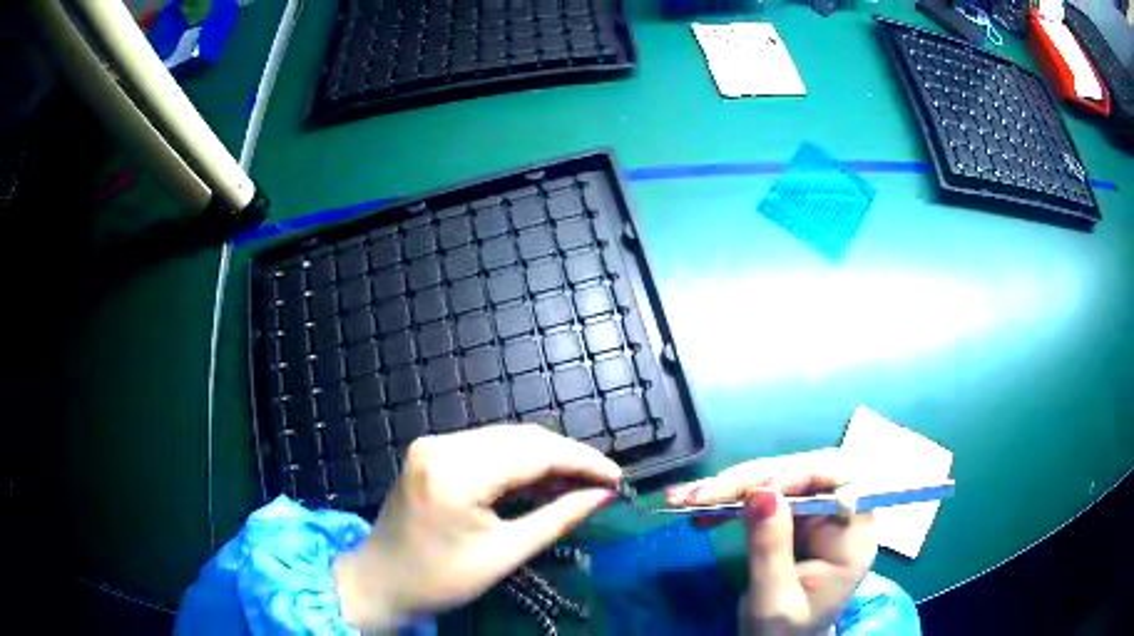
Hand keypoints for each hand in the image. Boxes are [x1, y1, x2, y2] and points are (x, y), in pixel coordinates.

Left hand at [334, 424, 621, 629]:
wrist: (381, 581)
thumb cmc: (440, 579)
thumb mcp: (504, 555)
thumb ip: (557, 519)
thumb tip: (602, 495)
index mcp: (455, 472)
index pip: (534, 452)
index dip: (582, 461)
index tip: (617, 478)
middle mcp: (442, 445)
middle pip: (521, 438)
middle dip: (567, 458)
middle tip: (601, 483)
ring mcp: (433, 444)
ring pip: (506, 439)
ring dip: (545, 459)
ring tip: (577, 485)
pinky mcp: (432, 451)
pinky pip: (487, 448)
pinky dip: (518, 463)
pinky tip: (540, 483)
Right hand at [666, 449, 875, 634]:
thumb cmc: (784, 632)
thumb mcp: (774, 600)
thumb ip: (771, 549)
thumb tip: (761, 491)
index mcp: (853, 536)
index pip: (841, 480)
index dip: (803, 474)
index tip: (760, 490)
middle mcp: (840, 515)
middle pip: (804, 473)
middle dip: (751, 479)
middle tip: (702, 496)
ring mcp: (816, 513)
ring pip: (779, 478)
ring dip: (732, 486)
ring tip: (687, 498)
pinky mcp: (794, 516)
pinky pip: (763, 494)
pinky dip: (730, 498)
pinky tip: (700, 504)